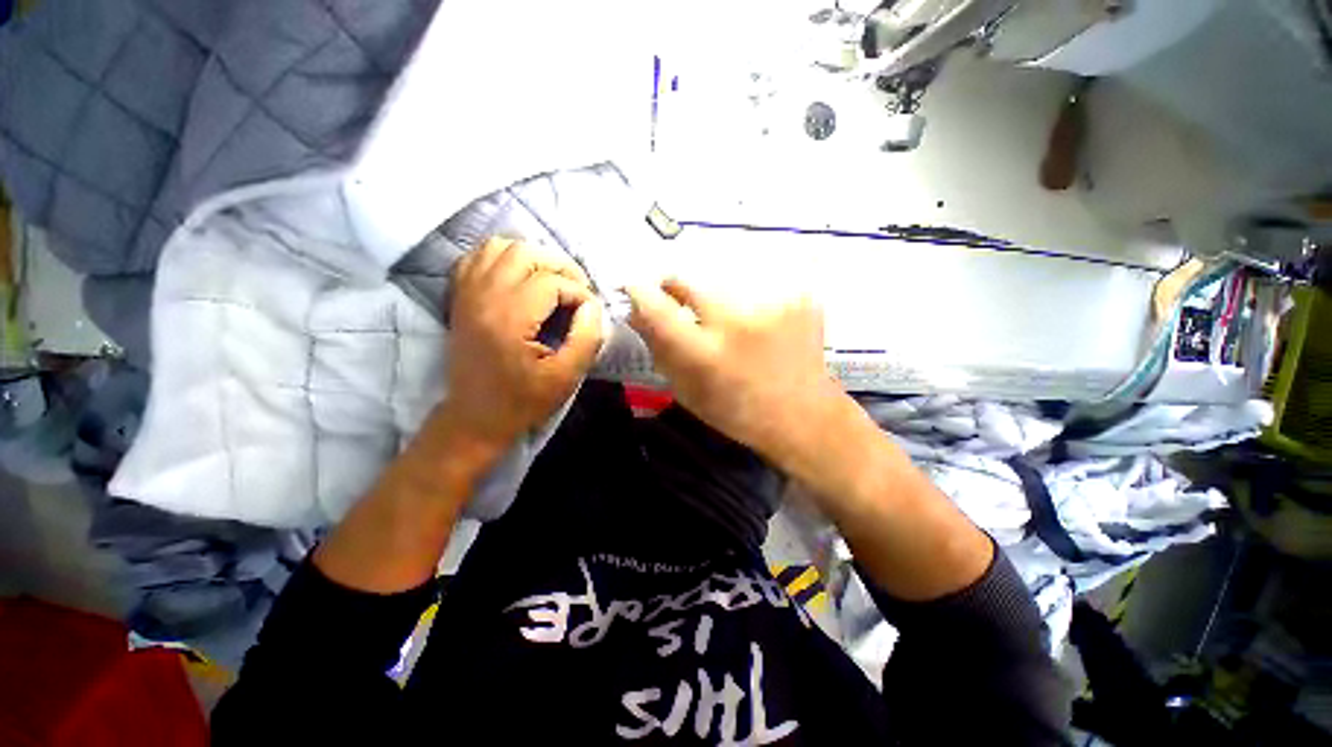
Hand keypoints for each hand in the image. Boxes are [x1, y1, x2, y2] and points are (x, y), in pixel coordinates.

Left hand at [443, 237, 603, 451]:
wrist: (475, 418)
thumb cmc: (524, 401)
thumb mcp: (567, 376)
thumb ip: (587, 337)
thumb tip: (593, 306)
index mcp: (509, 318)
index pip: (552, 282)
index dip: (579, 293)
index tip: (589, 314)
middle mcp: (483, 297)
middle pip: (525, 252)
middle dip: (561, 266)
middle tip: (577, 290)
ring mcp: (467, 294)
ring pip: (500, 246)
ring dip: (534, 257)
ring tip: (553, 280)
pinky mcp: (460, 297)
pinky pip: (479, 257)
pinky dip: (504, 258)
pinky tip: (521, 276)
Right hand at [625, 278, 840, 459]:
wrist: (804, 415)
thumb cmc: (738, 412)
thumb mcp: (687, 390)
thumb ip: (660, 348)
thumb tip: (637, 311)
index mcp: (705, 354)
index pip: (656, 307)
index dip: (638, 292)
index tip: (633, 288)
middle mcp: (736, 322)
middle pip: (687, 279)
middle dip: (675, 287)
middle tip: (679, 301)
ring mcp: (772, 304)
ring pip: (721, 279)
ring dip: (714, 295)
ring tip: (728, 321)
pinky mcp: (798, 296)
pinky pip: (755, 283)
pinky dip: (747, 297)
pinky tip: (758, 321)